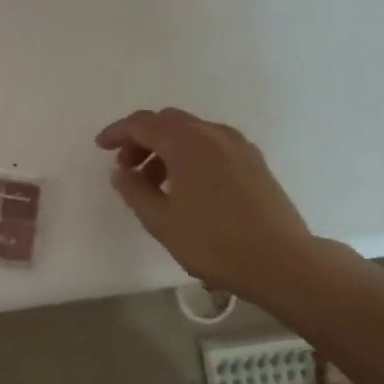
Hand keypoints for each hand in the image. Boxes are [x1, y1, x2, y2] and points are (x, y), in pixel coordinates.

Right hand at [96, 107, 322, 302]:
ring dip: (167, 148)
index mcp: (186, 143)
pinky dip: (191, 154)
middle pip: (168, 122)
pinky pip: (212, 144)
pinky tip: (188, 185)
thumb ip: (135, 191)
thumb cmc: (214, 242)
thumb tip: (121, 172)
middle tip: (127, 167)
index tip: (101, 146)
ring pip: (192, 132)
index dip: (118, 132)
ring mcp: (238, 146)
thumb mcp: (162, 221)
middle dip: (142, 138)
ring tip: (156, 183)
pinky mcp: (254, 162)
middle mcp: (212, 134)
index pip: (143, 124)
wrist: (282, 262)